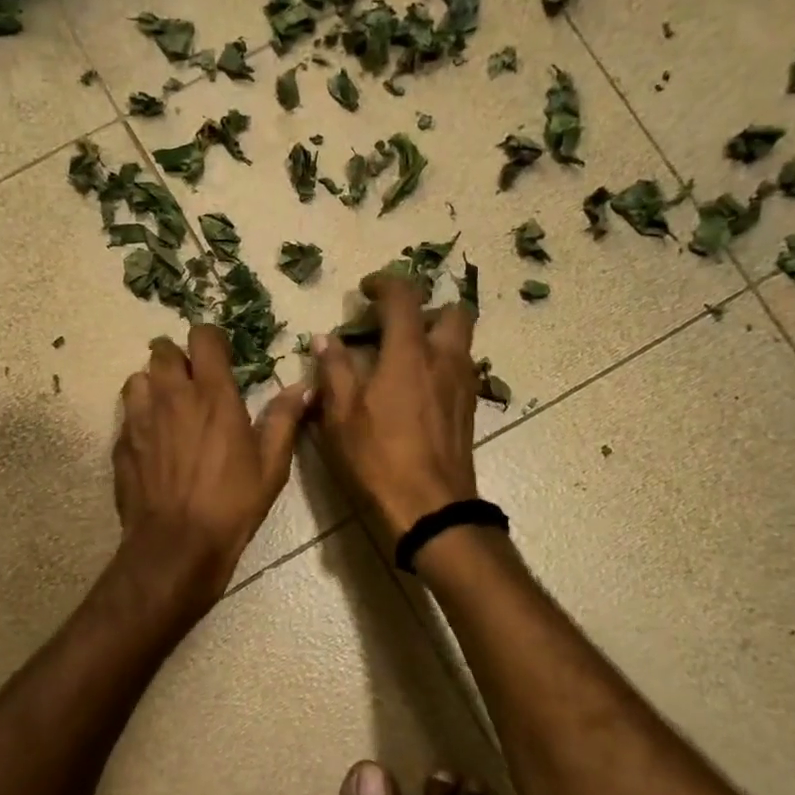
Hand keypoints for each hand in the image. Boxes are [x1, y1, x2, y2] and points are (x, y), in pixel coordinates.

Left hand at [113, 325, 308, 608]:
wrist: (177, 544)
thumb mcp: (270, 466)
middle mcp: (172, 396)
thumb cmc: (232, 504)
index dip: (211, 340)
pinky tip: (152, 439)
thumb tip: (304, 387)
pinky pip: (126, 413)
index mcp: (213, 394)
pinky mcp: (122, 442)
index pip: (203, 337)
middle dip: (177, 358)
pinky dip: (139, 416)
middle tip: (192, 381)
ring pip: (138, 377)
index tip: (220, 357)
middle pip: (162, 350)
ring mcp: (140, 417)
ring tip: (167, 406)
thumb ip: (284, 420)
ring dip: (153, 384)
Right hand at [311, 274, 478, 540]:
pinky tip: (415, 392)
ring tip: (402, 360)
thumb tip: (326, 339)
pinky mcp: (469, 410)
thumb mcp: (340, 416)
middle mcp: (444, 360)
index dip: (384, 284)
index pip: (404, 297)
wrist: (430, 510)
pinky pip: (460, 370)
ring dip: (435, 338)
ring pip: (461, 342)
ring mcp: (462, 386)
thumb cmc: (378, 461)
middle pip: (453, 312)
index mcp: (409, 354)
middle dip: (425, 309)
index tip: (365, 291)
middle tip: (395, 328)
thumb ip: (334, 370)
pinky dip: (440, 366)